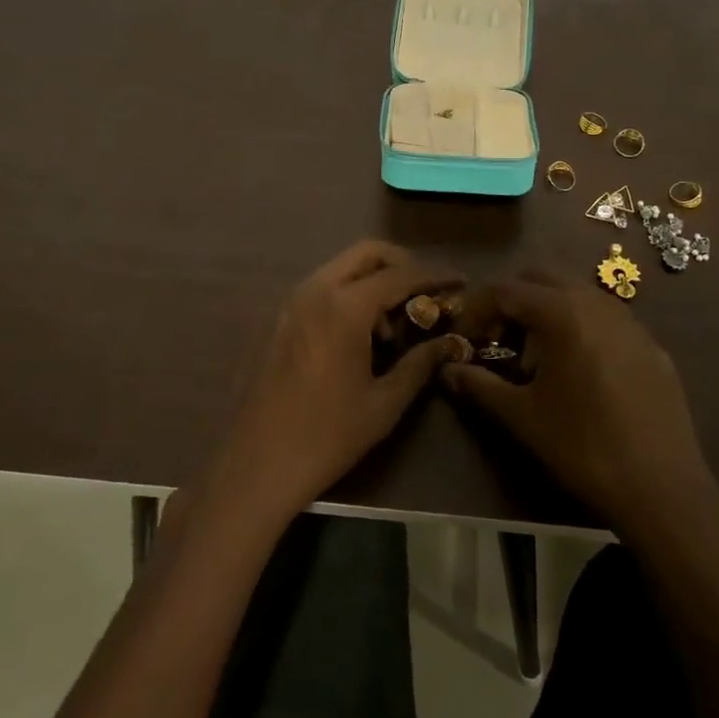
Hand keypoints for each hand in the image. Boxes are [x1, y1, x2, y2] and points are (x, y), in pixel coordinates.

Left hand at [212, 241, 467, 522]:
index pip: (400, 275)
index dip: (434, 276)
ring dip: (374, 280)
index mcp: (344, 308)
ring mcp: (293, 302)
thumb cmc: (327, 436)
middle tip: (426, 292)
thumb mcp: (384, 403)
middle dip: (402, 264)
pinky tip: (362, 335)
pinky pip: (324, 287)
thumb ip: (420, 363)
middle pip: (367, 253)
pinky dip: (350, 293)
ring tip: (394, 324)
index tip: (460, 282)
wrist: (258, 464)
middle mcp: (316, 291)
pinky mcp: (281, 319)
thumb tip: (451, 342)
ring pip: (343, 267)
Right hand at [443, 269, 718, 534]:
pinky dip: (579, 327)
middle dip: (511, 302)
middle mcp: (596, 302)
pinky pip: (604, 318)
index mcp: (562, 312)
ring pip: (576, 294)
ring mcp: (629, 320)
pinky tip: (578, 372)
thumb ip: (480, 385)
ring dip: (546, 311)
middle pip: (541, 279)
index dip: (477, 310)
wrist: (662, 487)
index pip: (505, 290)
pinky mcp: (650, 344)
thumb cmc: (583, 446)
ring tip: (534, 357)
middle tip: (496, 339)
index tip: (464, 340)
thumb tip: (447, 370)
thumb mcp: (523, 416)